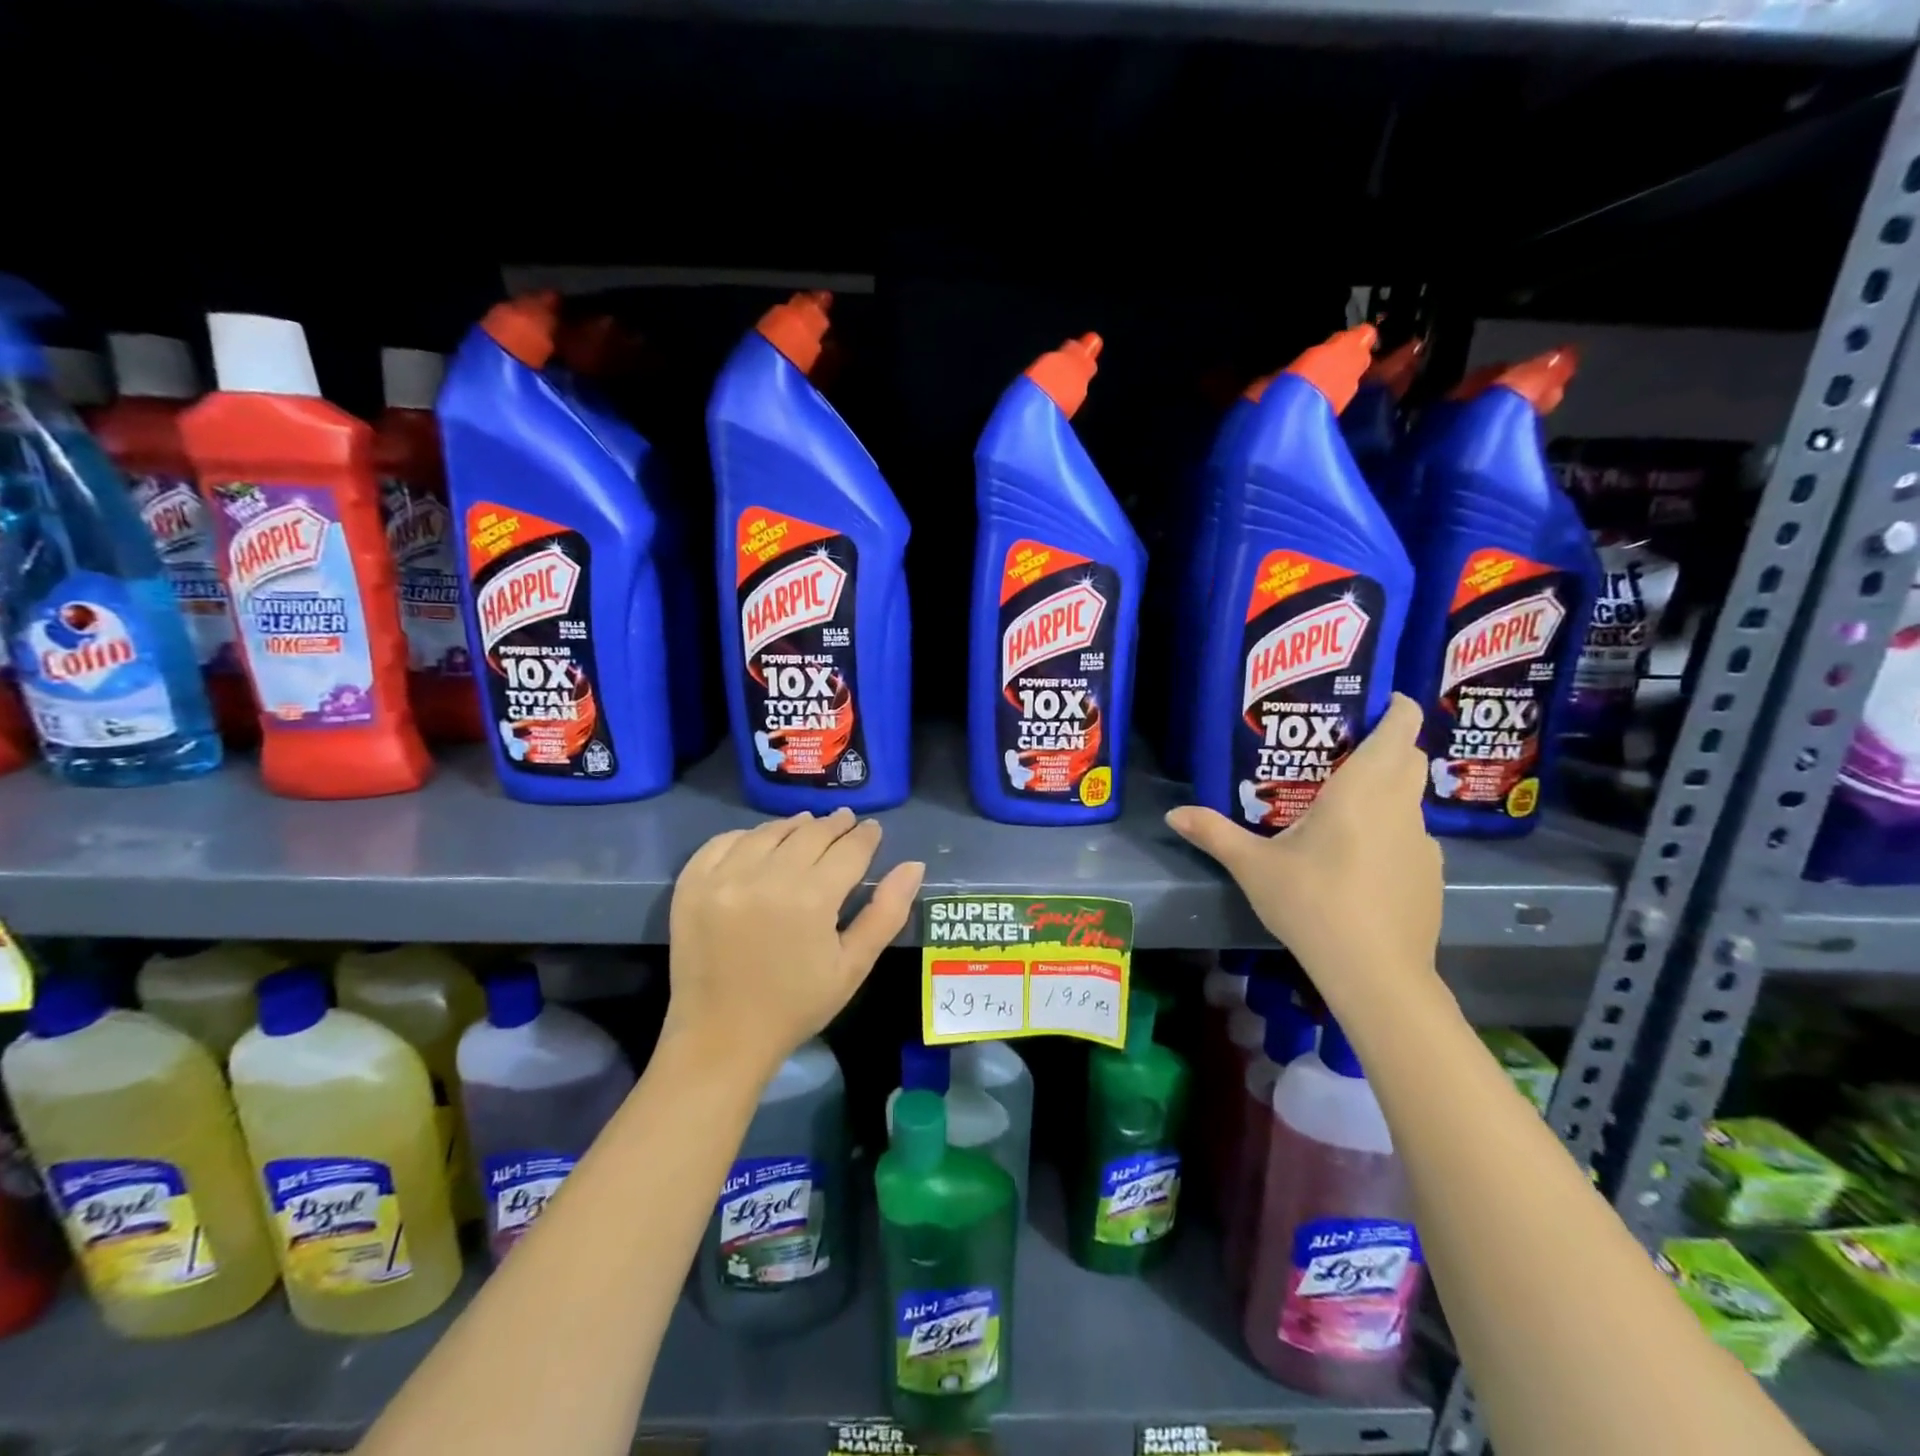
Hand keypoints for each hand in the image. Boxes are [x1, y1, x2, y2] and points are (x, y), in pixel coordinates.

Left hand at [667, 809, 925, 1078]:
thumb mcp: (853, 966)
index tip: (873, 828)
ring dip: (793, 825)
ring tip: (807, 826)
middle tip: (846, 822)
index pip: (848, 849)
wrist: (722, 1038)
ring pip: (768, 832)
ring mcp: (724, 878)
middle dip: (834, 825)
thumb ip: (887, 912)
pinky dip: (746, 836)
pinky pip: (723, 842)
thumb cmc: (796, 1005)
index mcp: (811, 898)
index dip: (865, 836)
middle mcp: (766, 877)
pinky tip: (760, 842)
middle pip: (810, 833)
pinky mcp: (692, 885)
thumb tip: (914, 865)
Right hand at [1166, 694, 1442, 999]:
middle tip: (1346, 749)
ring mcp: (1423, 844)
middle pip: (1410, 759)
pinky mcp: (1430, 875)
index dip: (1398, 707)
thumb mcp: (1253, 866)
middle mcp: (1401, 807)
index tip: (1383, 699)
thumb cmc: (1312, 903)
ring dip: (1388, 792)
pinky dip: (1391, 832)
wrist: (1375, 973)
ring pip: (1411, 800)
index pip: (1400, 730)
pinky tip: (1359, 862)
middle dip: (1389, 745)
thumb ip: (1214, 833)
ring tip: (1343, 809)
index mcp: (1363, 791)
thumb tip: (1173, 814)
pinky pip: (1412, 837)